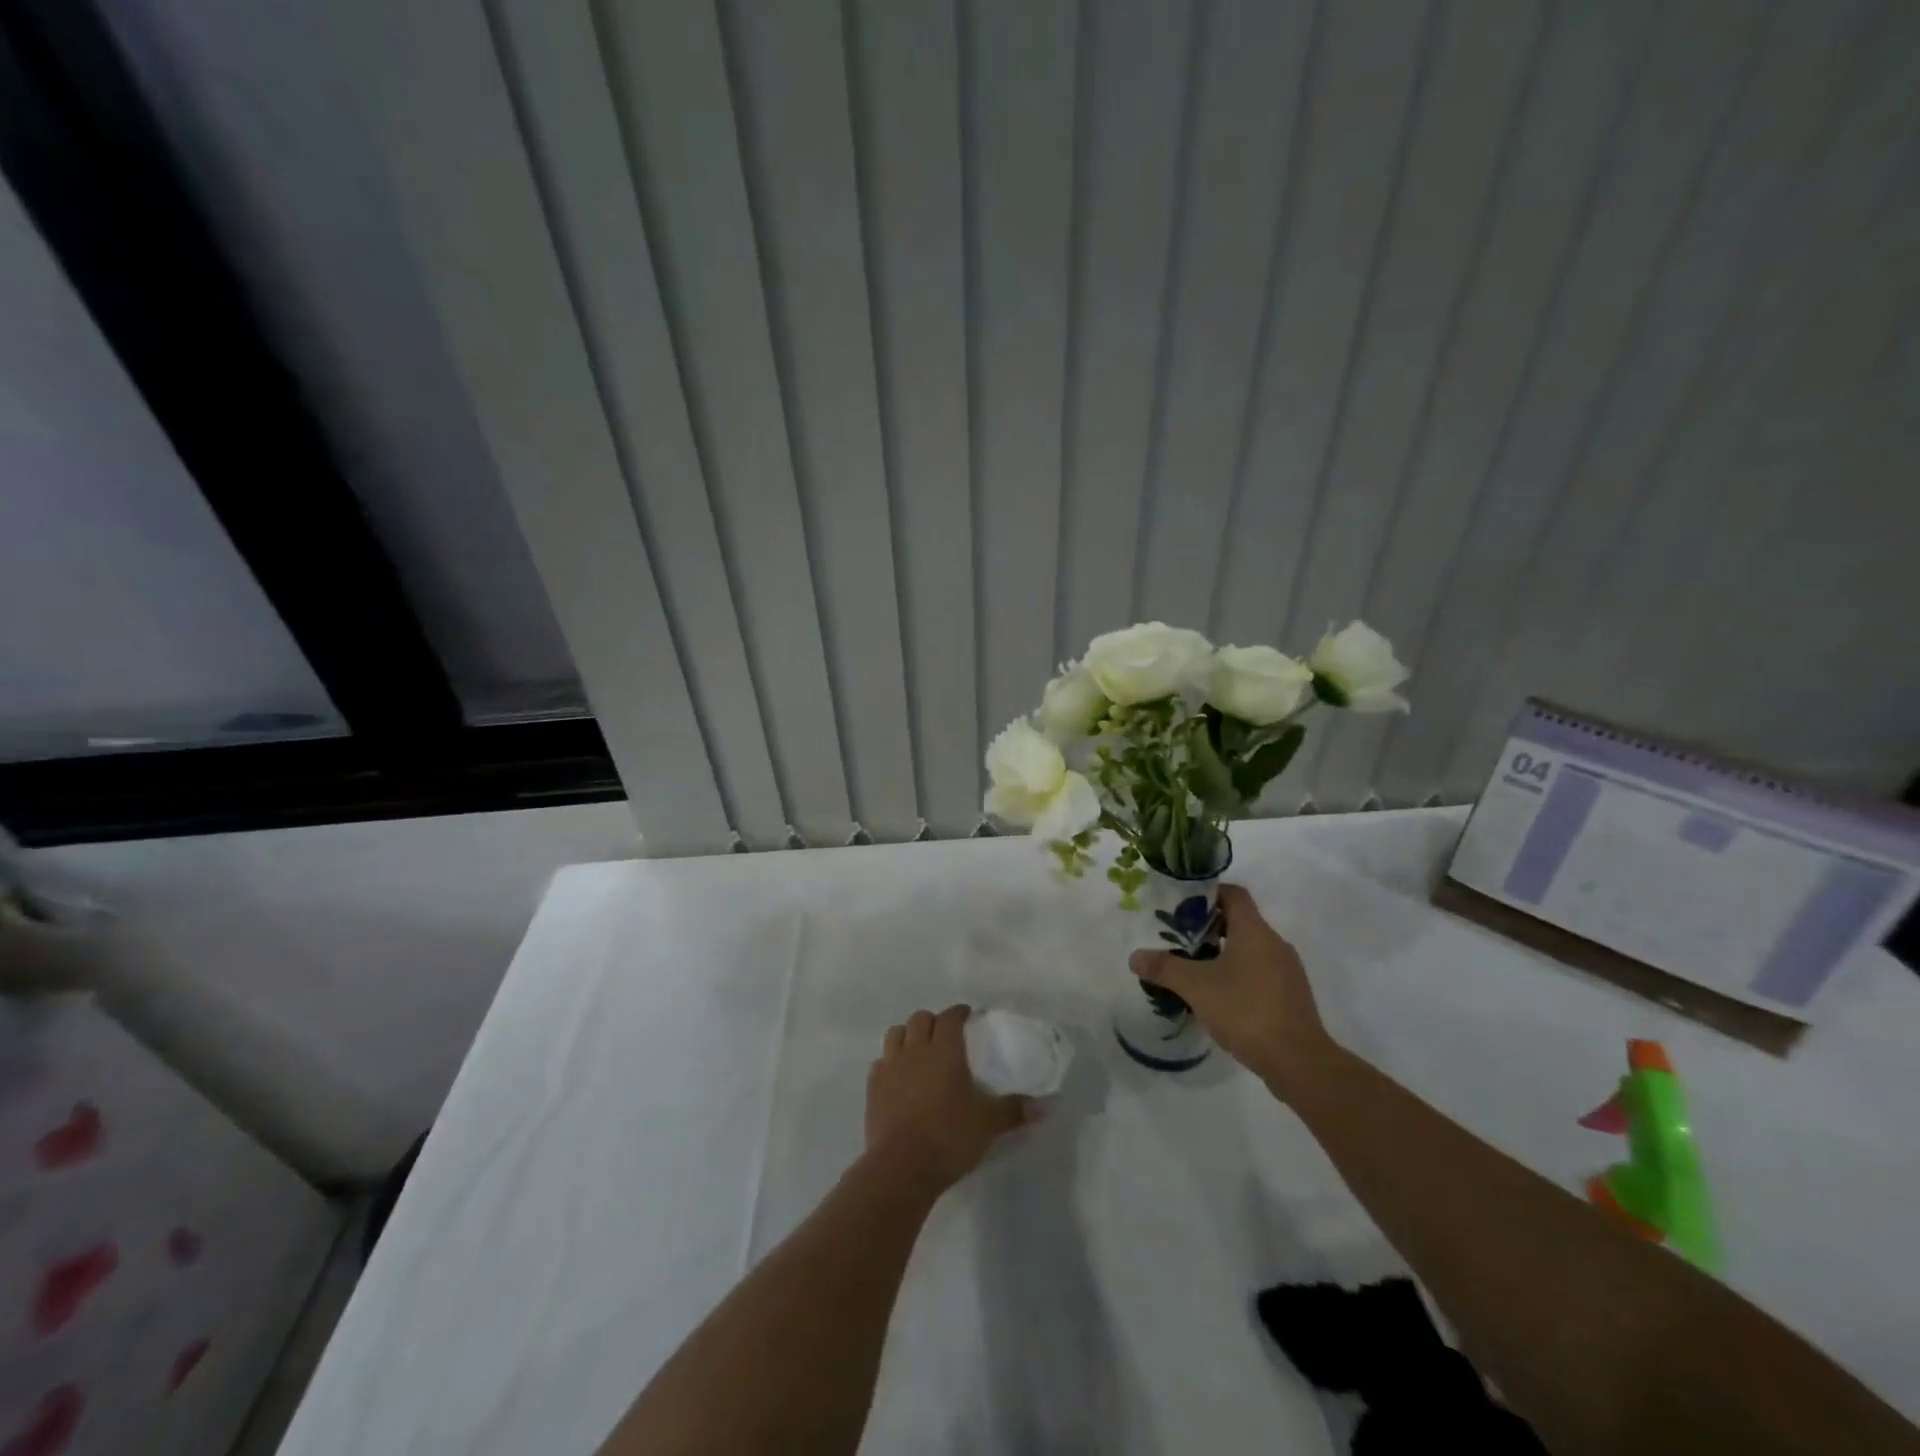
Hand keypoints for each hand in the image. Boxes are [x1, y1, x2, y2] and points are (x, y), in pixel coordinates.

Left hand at [866, 1006, 1033, 1190]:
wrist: (901, 1167)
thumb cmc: (949, 1137)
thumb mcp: (988, 1124)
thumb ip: (1014, 1110)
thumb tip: (1045, 1105)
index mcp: (944, 1050)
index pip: (950, 1017)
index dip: (960, 1013)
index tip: (968, 1016)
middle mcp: (916, 1050)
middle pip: (920, 1019)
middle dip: (933, 1021)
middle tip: (945, 1035)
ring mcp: (891, 1066)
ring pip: (896, 1034)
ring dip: (908, 1035)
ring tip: (919, 1050)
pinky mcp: (873, 1087)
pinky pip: (880, 1062)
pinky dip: (890, 1062)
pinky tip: (898, 1077)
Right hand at [1129, 883, 1333, 1097]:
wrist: (1299, 1062)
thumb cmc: (1246, 1010)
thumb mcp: (1196, 987)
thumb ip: (1165, 968)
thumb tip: (1135, 957)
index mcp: (1255, 931)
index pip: (1233, 894)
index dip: (1208, 894)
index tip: (1182, 906)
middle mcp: (1274, 943)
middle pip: (1240, 922)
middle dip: (1208, 928)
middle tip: (1179, 940)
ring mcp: (1287, 971)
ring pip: (1250, 950)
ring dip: (1223, 954)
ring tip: (1194, 970)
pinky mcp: (1291, 997)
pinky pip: (1260, 974)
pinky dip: (1238, 977)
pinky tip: (1219, 998)